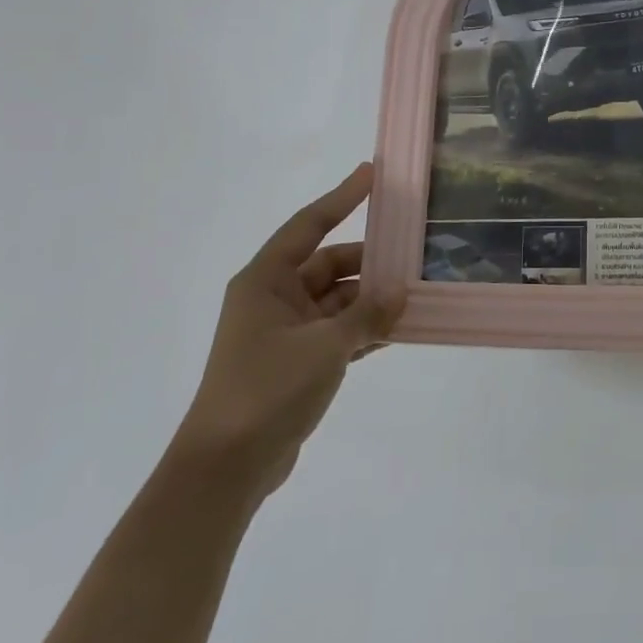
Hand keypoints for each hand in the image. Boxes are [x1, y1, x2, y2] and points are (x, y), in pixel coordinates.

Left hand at [170, 163, 403, 501]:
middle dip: (371, 263)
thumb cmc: (267, 389)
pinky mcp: (295, 363)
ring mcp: (284, 332)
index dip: (342, 197)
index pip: (310, 225)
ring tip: (417, 294)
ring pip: (337, 301)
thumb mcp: (325, 346)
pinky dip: (363, 329)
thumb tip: (400, 290)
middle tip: (414, 255)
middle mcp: (273, 298)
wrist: (226, 468)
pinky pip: (337, 332)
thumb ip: (367, 314)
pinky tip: (398, 331)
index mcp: (266, 280)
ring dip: (371, 300)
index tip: (373, 173)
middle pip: (330, 265)